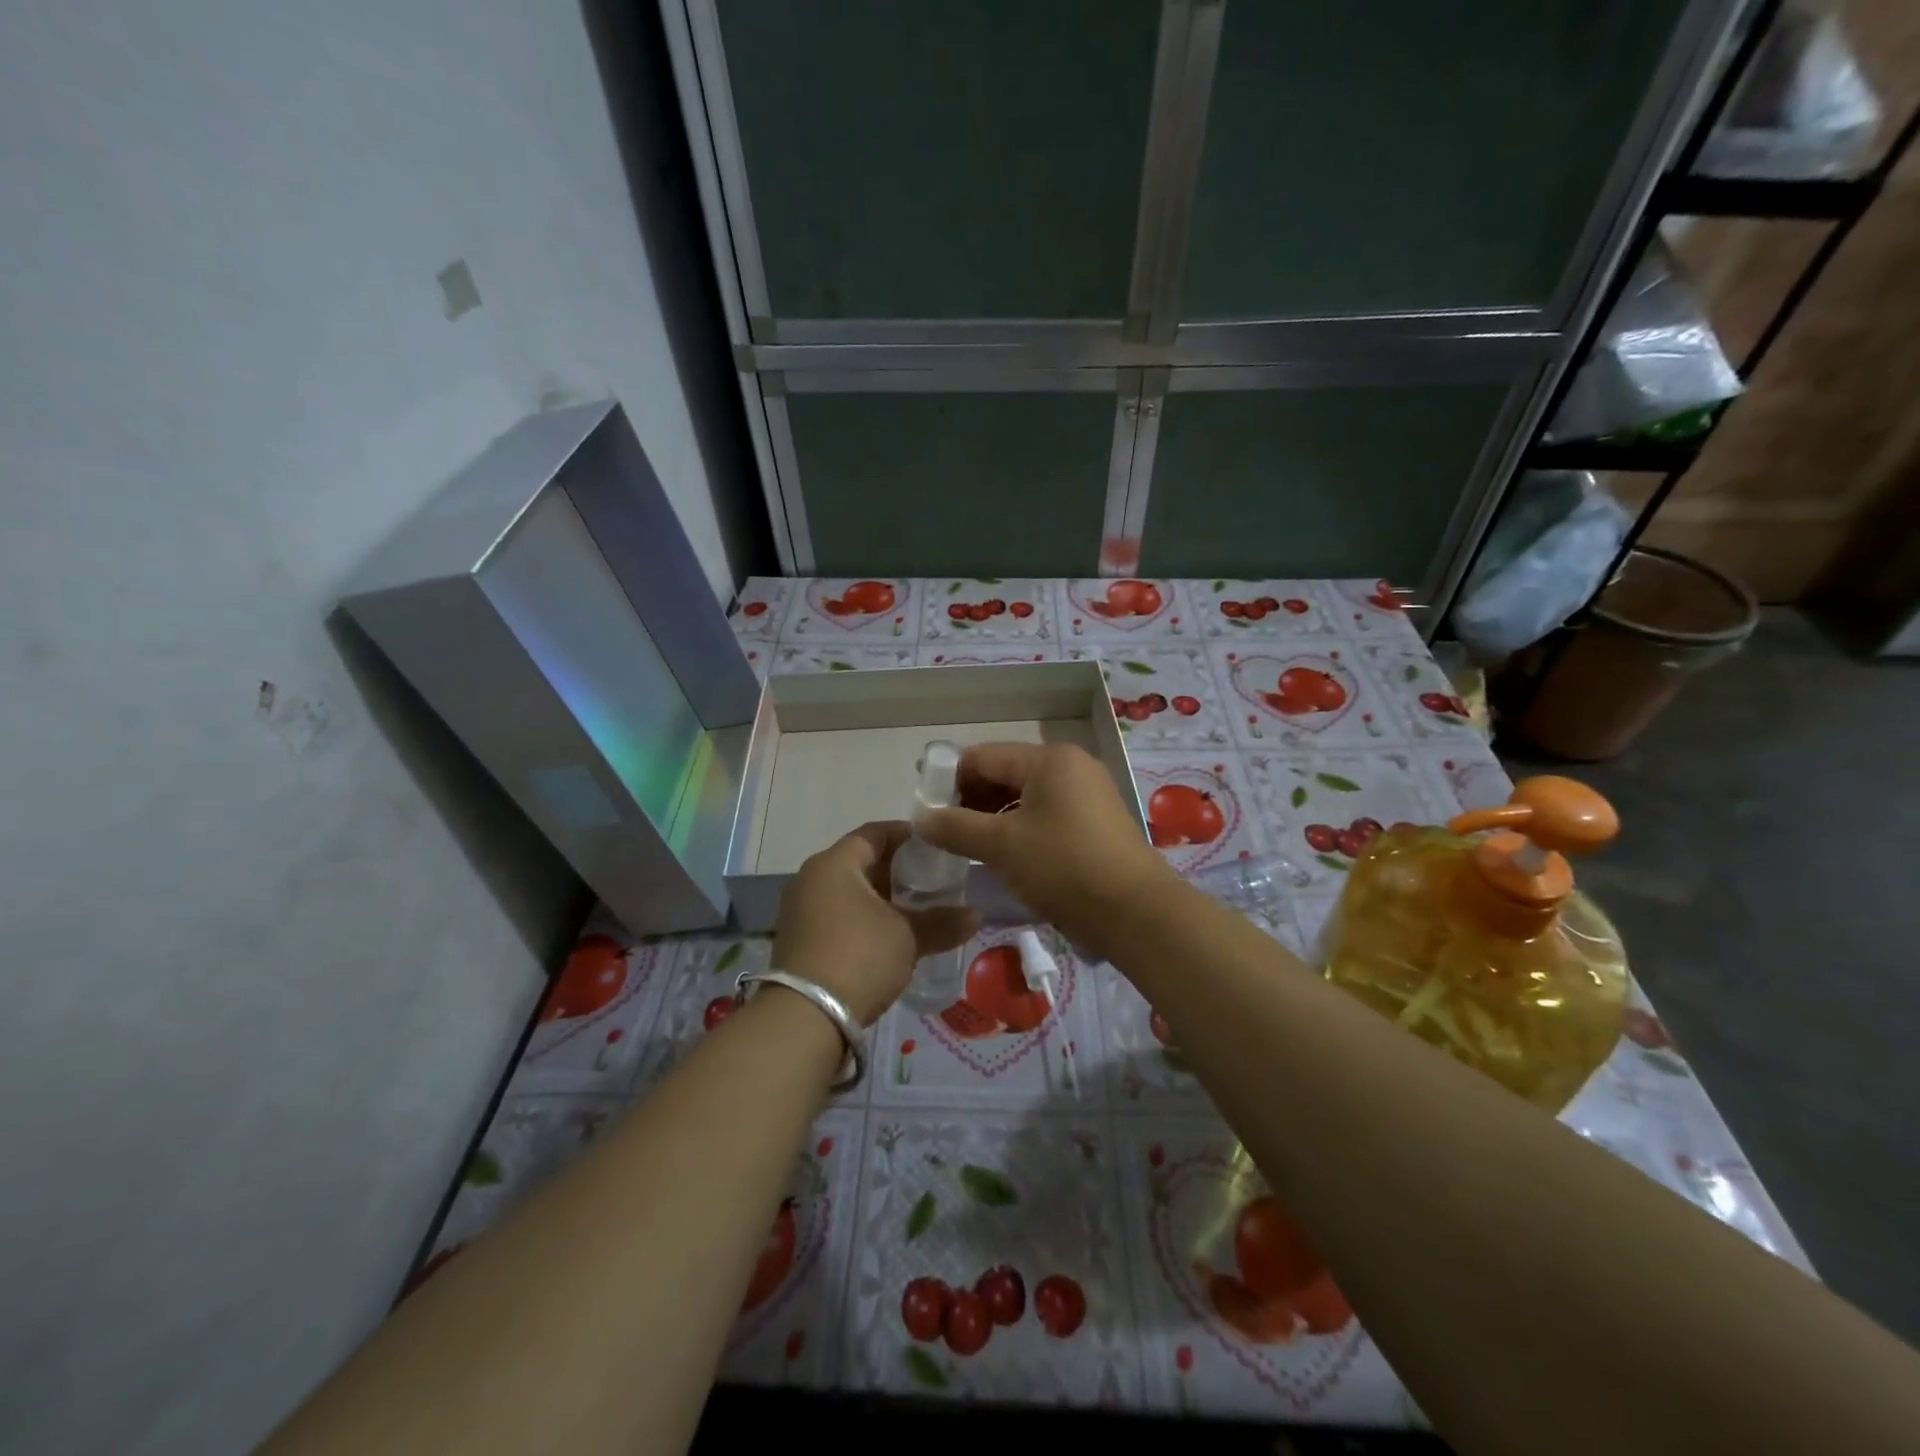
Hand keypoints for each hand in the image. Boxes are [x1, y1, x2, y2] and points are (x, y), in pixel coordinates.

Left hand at [772, 821, 979, 1025]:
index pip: (875, 833)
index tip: (934, 845)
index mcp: (835, 863)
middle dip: (895, 870)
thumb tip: (976, 916)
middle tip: (930, 880)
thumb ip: (941, 922)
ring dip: (878, 897)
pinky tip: (886, 936)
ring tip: (913, 910)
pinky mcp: (796, 939)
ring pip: (846, 890)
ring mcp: (798, 910)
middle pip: (859, 861)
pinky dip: (860, 917)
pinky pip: (834, 914)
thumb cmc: (859, 957)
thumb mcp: (908, 937)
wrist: (805, 1017)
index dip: (907, 836)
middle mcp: (811, 878)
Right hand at [915, 743, 1172, 959]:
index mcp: (1048, 759)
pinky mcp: (1098, 822)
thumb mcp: (1001, 846)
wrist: (1136, 912)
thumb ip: (955, 827)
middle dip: (972, 800)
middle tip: (946, 834)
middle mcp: (1071, 766)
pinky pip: (1047, 814)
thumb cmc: (1063, 867)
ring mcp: (1089, 793)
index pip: (982, 757)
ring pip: (1026, 796)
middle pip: (1005, 773)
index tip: (927, 812)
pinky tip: (1007, 856)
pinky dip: (1021, 829)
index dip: (949, 780)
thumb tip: (920, 818)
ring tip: (972, 848)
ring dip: (994, 817)